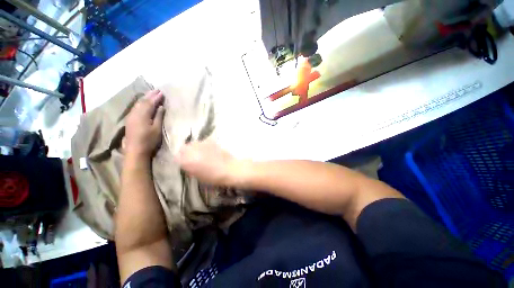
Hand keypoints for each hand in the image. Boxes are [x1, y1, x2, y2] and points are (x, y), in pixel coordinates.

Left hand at [124, 90, 164, 157]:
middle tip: (157, 90)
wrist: (135, 150)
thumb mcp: (157, 128)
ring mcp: (131, 116)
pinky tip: (143, 102)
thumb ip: (158, 116)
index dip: (156, 97)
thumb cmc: (149, 140)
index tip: (162, 92)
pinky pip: (135, 107)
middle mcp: (135, 113)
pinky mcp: (130, 119)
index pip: (150, 103)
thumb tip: (161, 107)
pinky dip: (141, 103)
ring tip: (151, 94)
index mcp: (142, 115)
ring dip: (145, 98)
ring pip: (138, 103)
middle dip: (150, 95)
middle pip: (142, 101)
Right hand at [175, 139, 241, 186]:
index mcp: (186, 161)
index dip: (180, 160)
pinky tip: (210, 151)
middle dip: (186, 152)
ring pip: (192, 144)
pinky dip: (204, 146)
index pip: (176, 157)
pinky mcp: (210, 141)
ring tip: (201, 153)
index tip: (184, 163)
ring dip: (194, 148)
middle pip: (183, 148)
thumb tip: (187, 163)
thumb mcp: (198, 177)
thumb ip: (189, 169)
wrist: (229, 169)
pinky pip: (203, 142)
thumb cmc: (214, 177)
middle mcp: (191, 150)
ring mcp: (201, 144)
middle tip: (192, 157)